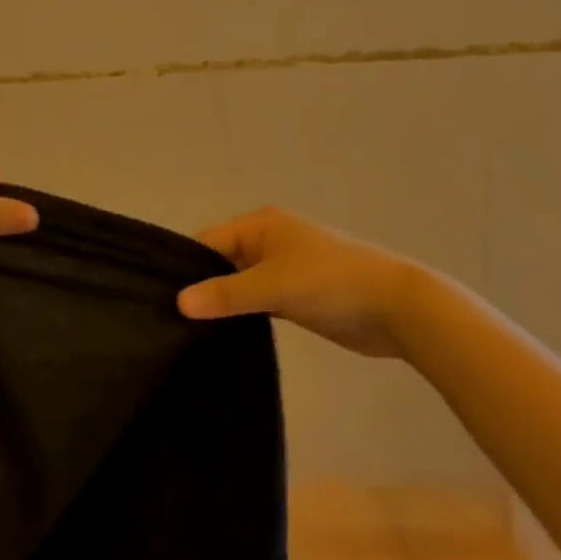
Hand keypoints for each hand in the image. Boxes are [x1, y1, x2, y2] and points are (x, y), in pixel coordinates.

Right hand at [178, 208, 418, 357]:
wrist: (399, 308)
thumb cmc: (330, 283)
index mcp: (261, 225)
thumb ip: (225, 294)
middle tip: (173, 318)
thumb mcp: (272, 286)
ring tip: (191, 329)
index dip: (186, 267)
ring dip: (224, 302)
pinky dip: (245, 313)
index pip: (208, 241)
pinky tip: (224, 334)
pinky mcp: (297, 296)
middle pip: (222, 262)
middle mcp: (268, 241)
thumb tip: (179, 302)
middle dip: (203, 286)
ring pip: (240, 284)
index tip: (162, 297)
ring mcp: (284, 269)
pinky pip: (259, 301)